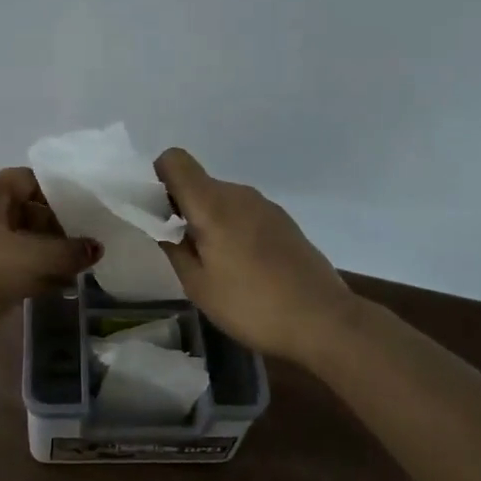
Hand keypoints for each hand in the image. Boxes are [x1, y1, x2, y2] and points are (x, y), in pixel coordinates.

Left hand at [0, 167, 101, 331]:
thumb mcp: (33, 258)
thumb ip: (70, 251)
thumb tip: (96, 248)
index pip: (30, 179)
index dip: (59, 194)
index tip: (87, 213)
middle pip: (27, 210)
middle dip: (58, 229)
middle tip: (87, 246)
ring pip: (20, 240)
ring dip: (48, 254)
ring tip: (80, 270)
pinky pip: (9, 263)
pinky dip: (32, 271)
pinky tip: (59, 287)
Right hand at [154, 148, 353, 363]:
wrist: (323, 320)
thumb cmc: (251, 305)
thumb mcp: (198, 285)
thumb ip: (173, 247)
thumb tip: (162, 226)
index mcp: (213, 204)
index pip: (174, 160)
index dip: (158, 179)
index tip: (158, 215)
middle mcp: (239, 194)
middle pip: (198, 183)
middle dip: (181, 207)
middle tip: (181, 251)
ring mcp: (266, 206)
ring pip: (221, 200)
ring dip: (208, 221)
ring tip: (214, 265)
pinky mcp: (284, 222)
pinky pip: (244, 213)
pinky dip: (232, 229)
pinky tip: (242, 268)